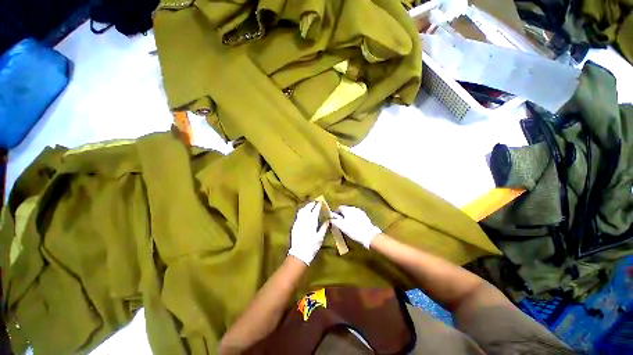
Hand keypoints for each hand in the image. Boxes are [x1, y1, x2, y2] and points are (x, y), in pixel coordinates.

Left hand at [288, 201, 328, 264]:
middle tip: (315, 202)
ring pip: (301, 211)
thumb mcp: (320, 238)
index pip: (315, 211)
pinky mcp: (294, 225)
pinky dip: (302, 211)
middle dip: (311, 204)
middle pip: (307, 209)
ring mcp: (298, 222)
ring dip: (306, 206)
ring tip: (310, 205)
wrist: (299, 254)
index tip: (320, 202)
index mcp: (311, 223)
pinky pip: (298, 215)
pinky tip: (304, 212)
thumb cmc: (311, 246)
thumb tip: (328, 220)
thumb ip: (324, 228)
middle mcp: (304, 220)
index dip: (318, 206)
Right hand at [330, 206, 381, 248]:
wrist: (369, 235)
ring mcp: (360, 211)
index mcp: (347, 209)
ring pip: (351, 212)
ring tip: (348, 224)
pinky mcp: (364, 216)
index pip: (339, 208)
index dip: (336, 213)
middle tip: (341, 222)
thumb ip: (335, 221)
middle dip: (342, 214)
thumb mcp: (342, 227)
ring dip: (348, 216)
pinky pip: (356, 215)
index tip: (335, 219)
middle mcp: (353, 208)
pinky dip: (354, 218)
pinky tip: (355, 224)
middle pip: (346, 209)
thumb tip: (330, 219)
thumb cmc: (353, 230)